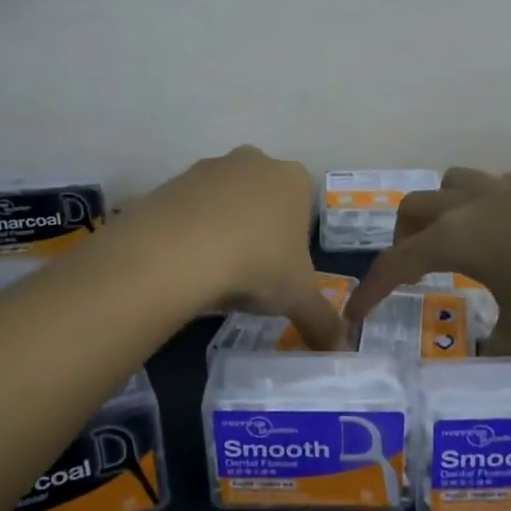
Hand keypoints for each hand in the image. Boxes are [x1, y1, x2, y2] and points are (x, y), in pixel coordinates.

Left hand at [127, 146, 346, 350]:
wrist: (179, 252)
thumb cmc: (257, 264)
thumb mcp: (298, 299)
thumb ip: (323, 322)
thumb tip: (340, 348)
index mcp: (292, 179)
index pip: (302, 208)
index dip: (293, 243)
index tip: (279, 272)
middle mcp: (252, 162)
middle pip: (260, 200)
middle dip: (257, 232)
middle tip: (248, 274)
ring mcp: (208, 168)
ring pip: (221, 203)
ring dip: (220, 231)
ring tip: (213, 273)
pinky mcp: (170, 182)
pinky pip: (185, 212)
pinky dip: (186, 234)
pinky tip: (183, 264)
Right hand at [347, 167, 510, 354]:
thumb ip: (500, 348)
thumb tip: (483, 363)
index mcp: (454, 239)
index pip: (395, 263)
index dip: (370, 290)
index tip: (355, 314)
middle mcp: (469, 206)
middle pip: (414, 208)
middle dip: (402, 239)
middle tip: (414, 271)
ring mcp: (505, 190)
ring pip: (450, 184)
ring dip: (440, 210)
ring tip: (456, 241)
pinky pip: (492, 187)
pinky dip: (482, 206)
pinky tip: (508, 232)